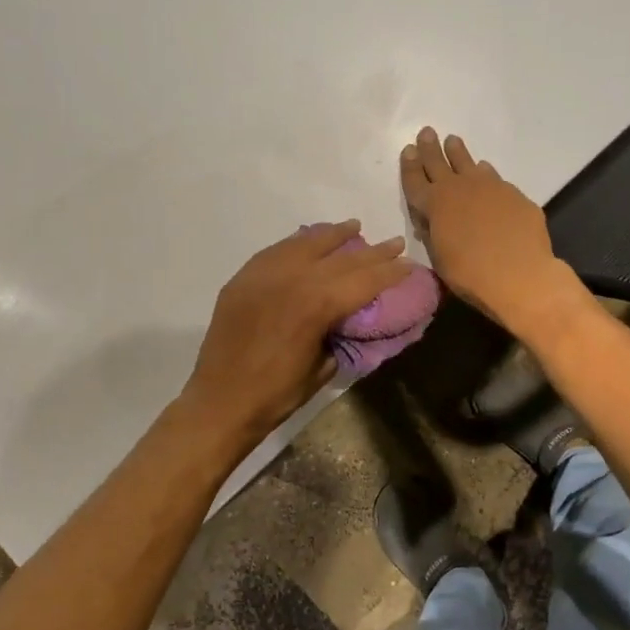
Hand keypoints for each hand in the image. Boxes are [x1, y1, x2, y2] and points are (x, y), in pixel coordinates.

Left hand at [182, 221, 410, 443]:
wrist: (220, 402)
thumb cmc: (277, 395)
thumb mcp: (323, 368)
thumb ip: (340, 335)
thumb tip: (351, 319)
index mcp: (315, 305)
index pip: (362, 280)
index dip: (389, 272)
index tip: (409, 263)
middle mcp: (290, 279)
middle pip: (339, 257)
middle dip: (370, 251)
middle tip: (394, 242)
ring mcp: (263, 275)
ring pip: (305, 244)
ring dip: (333, 235)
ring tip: (353, 227)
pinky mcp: (243, 279)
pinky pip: (276, 251)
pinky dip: (297, 244)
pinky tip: (309, 241)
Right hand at [401, 127, 579, 331]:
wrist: (519, 274)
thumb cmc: (470, 274)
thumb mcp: (440, 258)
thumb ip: (433, 234)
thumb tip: (431, 220)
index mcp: (434, 205)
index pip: (415, 181)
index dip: (410, 166)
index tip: (408, 150)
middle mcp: (459, 188)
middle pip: (439, 163)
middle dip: (431, 148)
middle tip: (427, 132)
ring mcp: (489, 187)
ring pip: (468, 163)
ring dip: (458, 152)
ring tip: (453, 141)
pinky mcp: (513, 194)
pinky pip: (493, 177)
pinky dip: (485, 172)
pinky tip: (485, 171)